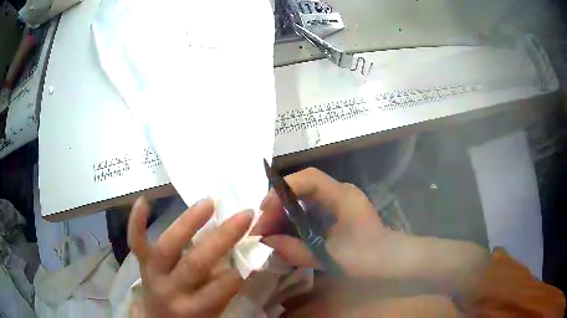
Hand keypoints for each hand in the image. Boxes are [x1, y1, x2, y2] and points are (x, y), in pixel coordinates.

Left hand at [127, 197, 252, 316]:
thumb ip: (225, 287)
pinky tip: (144, 200)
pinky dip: (137, 222)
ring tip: (209, 203)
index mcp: (194, 308)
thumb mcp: (213, 310)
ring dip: (188, 222)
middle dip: (221, 239)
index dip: (235, 273)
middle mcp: (170, 290)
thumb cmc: (193, 314)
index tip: (252, 250)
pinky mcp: (142, 263)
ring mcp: (152, 273)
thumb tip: (241, 257)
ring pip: (167, 246)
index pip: (218, 290)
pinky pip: (136, 242)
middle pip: (195, 264)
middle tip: (244, 216)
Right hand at [252, 167, 393, 276]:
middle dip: (277, 205)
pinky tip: (285, 233)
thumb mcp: (329, 257)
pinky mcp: (335, 211)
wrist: (390, 259)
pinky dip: (293, 219)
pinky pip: (308, 208)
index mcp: (342, 196)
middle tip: (262, 226)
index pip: (308, 178)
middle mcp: (339, 192)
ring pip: (302, 198)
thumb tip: (267, 242)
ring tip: (268, 231)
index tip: (265, 209)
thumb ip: (296, 250)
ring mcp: (337, 201)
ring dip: (283, 213)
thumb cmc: (367, 257)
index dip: (283, 189)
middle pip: (301, 187)